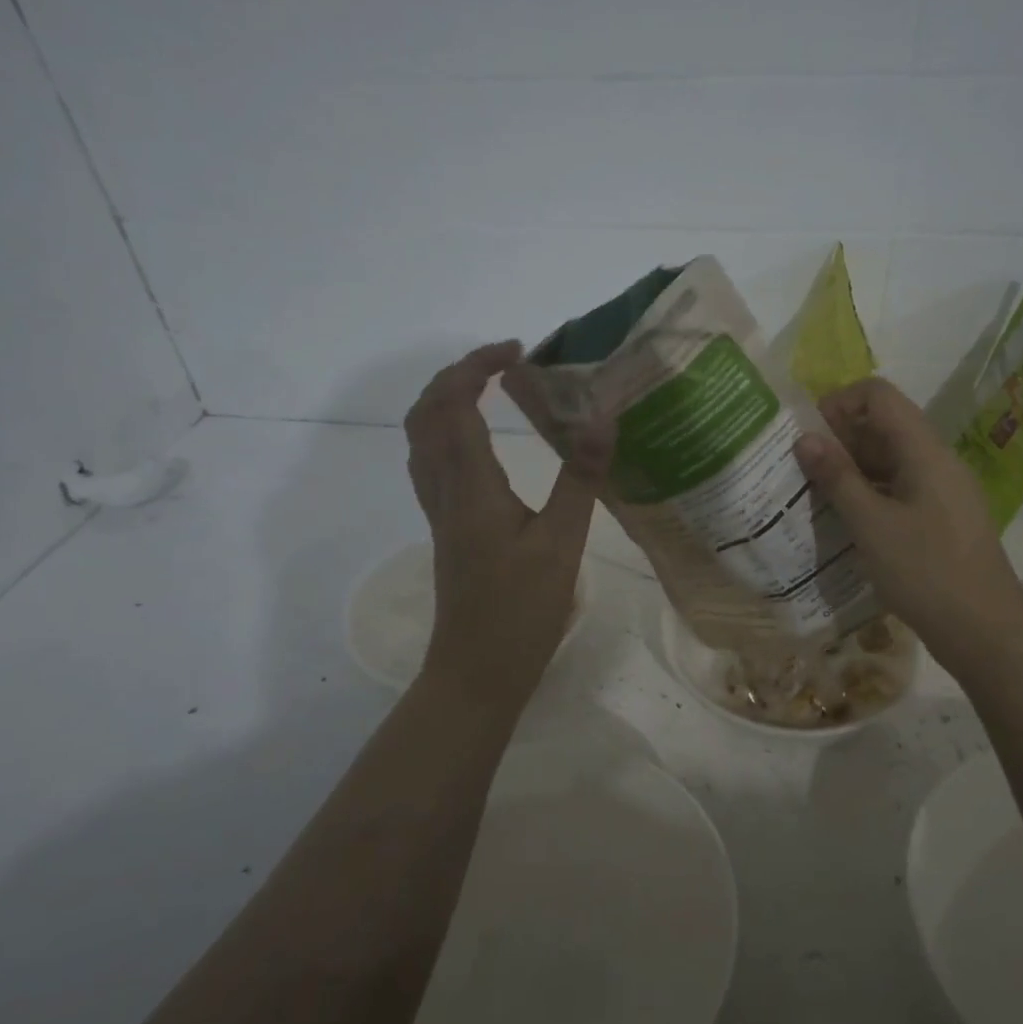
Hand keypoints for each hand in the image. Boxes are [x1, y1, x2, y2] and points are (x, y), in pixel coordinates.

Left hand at [405, 342, 612, 713]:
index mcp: (471, 487)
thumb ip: (580, 478)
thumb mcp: (562, 544)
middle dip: (457, 374)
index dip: (478, 367)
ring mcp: (439, 511)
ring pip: (420, 438)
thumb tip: (602, 419)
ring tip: (486, 388)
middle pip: (426, 413)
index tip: (518, 352)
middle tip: (502, 362)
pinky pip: (429, 462)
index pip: (456, 405)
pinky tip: (474, 440)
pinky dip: (443, 431)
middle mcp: (445, 490)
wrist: (476, 671)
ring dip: (444, 400)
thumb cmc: (521, 610)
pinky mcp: (445, 528)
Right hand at [796, 377, 1022, 670]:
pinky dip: (869, 494)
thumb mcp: (872, 525)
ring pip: (889, 460)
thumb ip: (837, 478)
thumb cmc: (926, 573)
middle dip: (839, 439)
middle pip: (883, 425)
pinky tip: (845, 521)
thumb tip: (805, 438)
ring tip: (815, 496)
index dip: (839, 404)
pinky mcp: (941, 518)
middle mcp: (937, 461)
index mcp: (925, 451)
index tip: (808, 437)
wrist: (986, 633)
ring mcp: (942, 490)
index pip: (878, 395)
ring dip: (851, 469)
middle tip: (802, 470)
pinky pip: (899, 488)